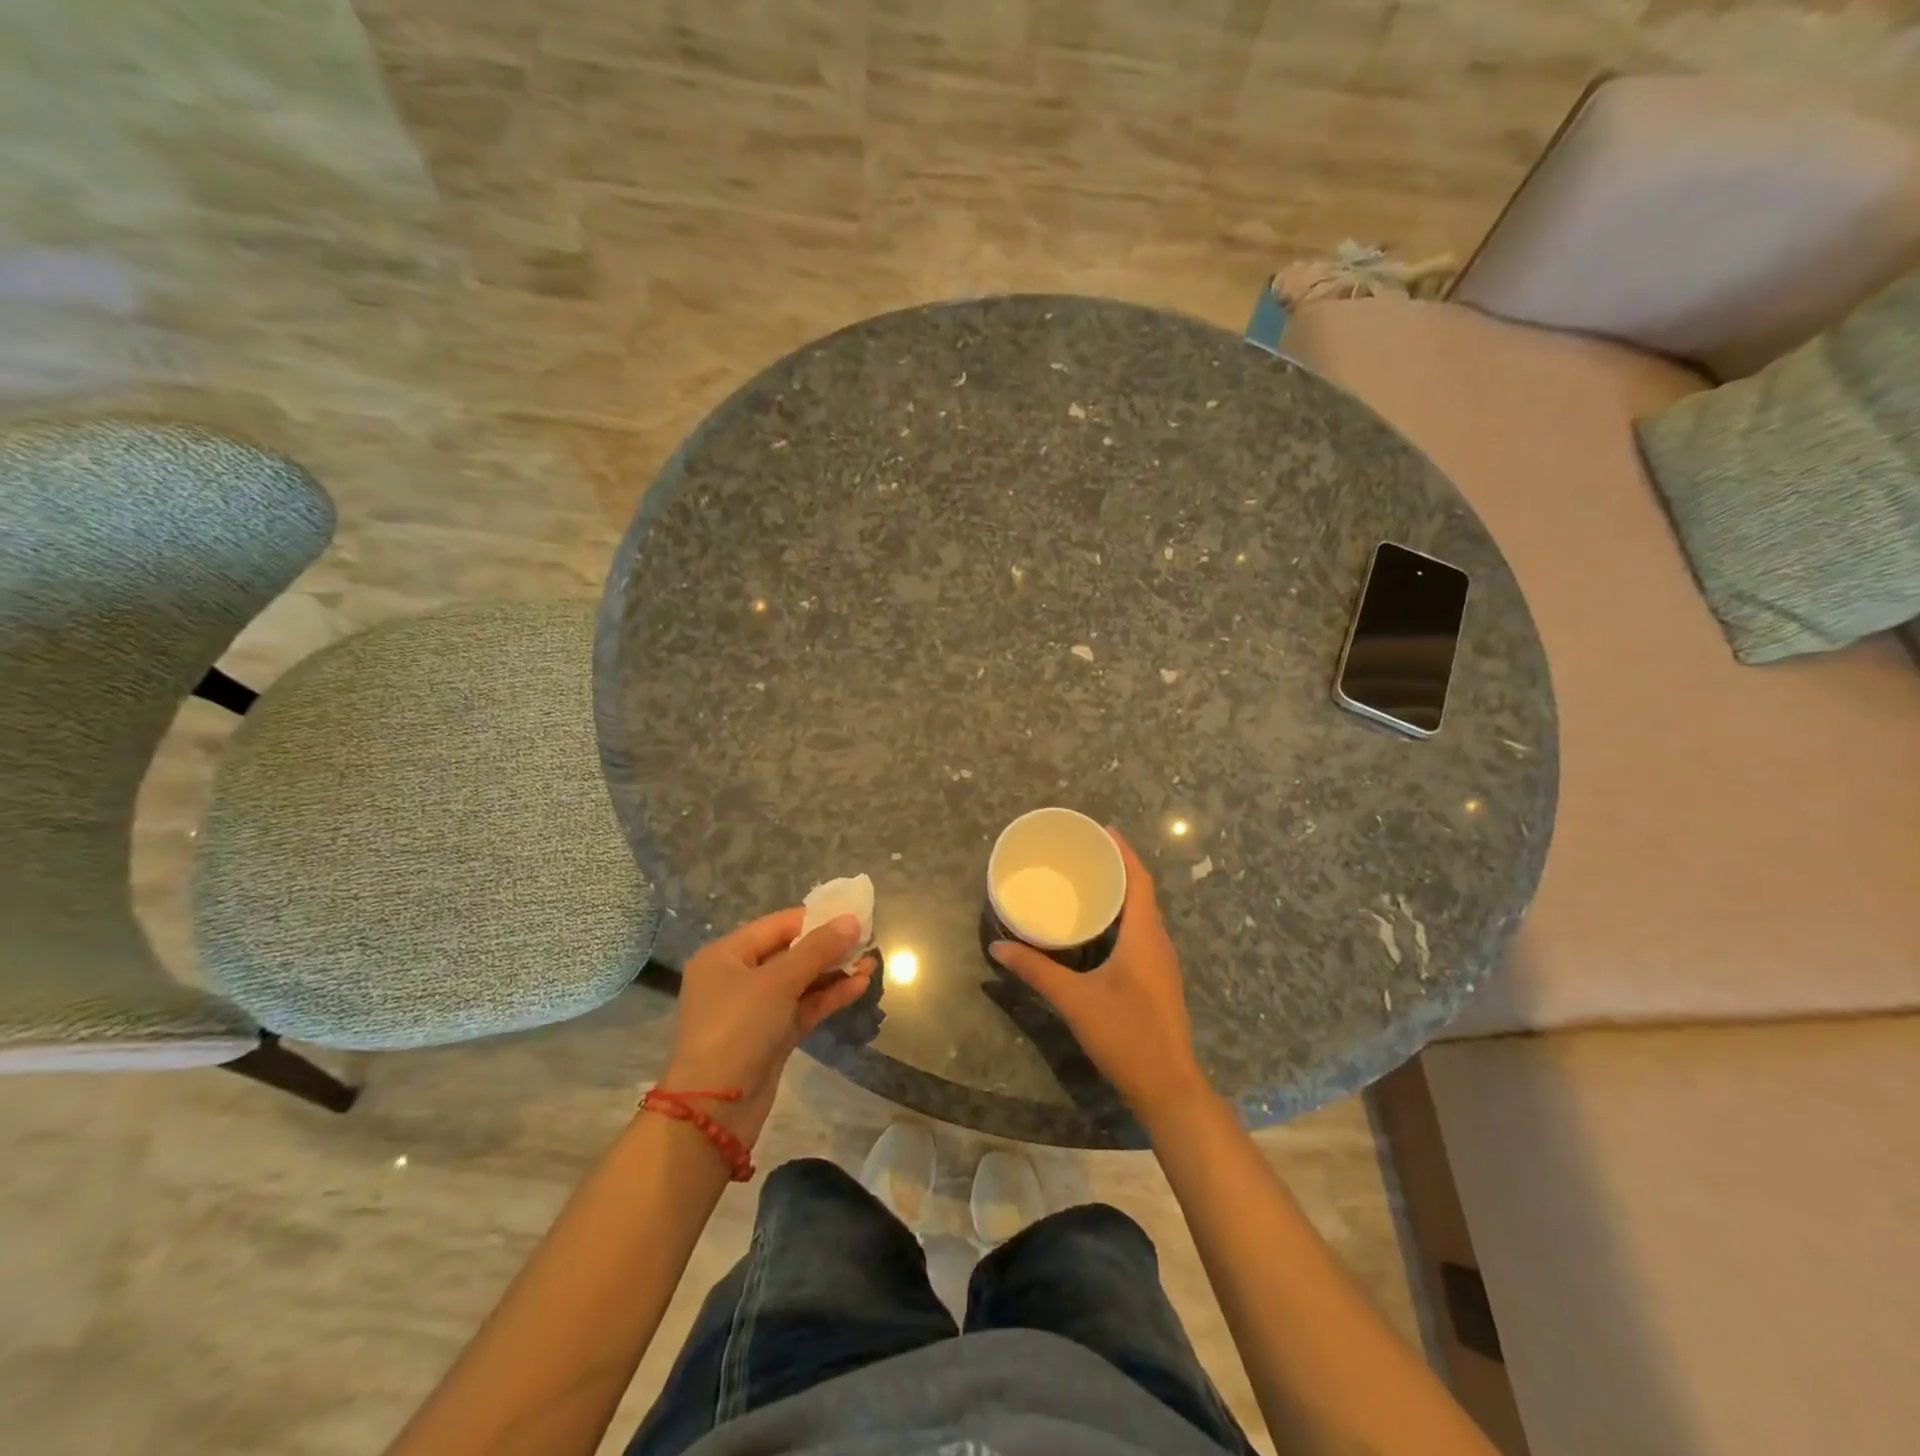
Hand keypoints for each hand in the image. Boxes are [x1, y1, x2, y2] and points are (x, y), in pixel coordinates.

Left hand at [662, 910, 872, 1147]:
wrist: (715, 1109)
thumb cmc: (738, 1028)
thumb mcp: (778, 982)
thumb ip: (817, 950)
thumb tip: (851, 921)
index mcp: (725, 956)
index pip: (776, 926)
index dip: (815, 919)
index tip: (851, 914)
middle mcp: (737, 978)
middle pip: (789, 953)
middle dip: (828, 947)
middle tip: (867, 940)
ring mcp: (754, 1009)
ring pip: (800, 982)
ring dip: (833, 973)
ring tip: (871, 963)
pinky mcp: (771, 1036)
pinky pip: (803, 1007)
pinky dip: (828, 996)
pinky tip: (859, 987)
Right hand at [990, 830, 1209, 1118]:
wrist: (1168, 1087)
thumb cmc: (1126, 1035)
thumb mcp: (1074, 1000)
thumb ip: (1036, 971)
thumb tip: (998, 948)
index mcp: (1145, 936)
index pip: (1139, 879)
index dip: (1124, 851)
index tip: (1102, 830)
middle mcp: (1158, 942)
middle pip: (1141, 892)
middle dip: (1117, 868)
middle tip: (1083, 853)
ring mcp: (1161, 963)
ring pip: (1142, 915)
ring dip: (1120, 894)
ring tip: (1086, 882)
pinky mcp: (1157, 980)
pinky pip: (1141, 934)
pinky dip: (1121, 918)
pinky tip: (1096, 929)